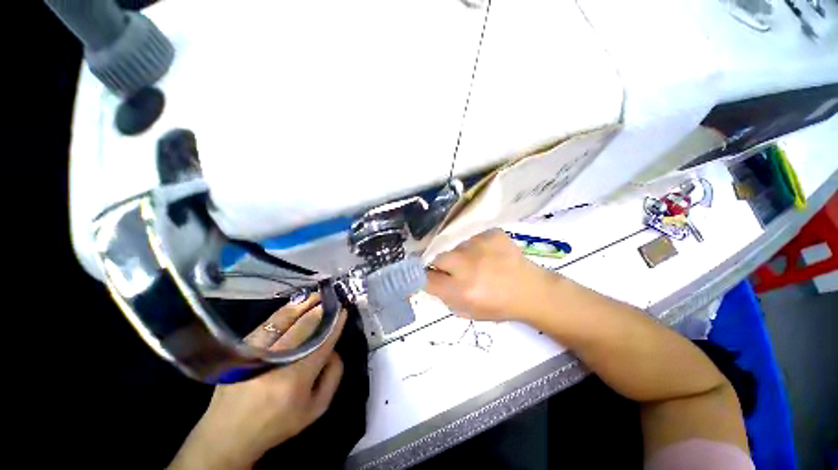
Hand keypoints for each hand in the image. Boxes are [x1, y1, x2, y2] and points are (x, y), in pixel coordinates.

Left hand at [170, 295, 346, 469]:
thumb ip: (333, 376)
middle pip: (304, 326)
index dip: (335, 323)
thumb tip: (334, 348)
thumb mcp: (316, 408)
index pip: (322, 342)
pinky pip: (268, 323)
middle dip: (321, 310)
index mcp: (296, 379)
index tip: (344, 310)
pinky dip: (285, 311)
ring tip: (317, 296)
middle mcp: (276, 361)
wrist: (227, 434)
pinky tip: (296, 305)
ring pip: (284, 319)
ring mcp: (255, 352)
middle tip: (333, 300)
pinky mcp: (242, 349)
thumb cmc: (278, 423)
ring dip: (303, 304)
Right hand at [425, 229, 555, 322]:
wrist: (532, 291)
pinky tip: (489, 255)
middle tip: (454, 270)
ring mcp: (480, 246)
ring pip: (456, 247)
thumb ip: (445, 297)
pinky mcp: (491, 234)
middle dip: (441, 265)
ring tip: (478, 263)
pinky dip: (476, 246)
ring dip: (460, 255)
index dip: (426, 278)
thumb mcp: (468, 311)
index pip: (427, 279)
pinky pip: (472, 238)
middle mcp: (467, 266)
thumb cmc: (499, 306)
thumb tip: (430, 280)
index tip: (431, 277)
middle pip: (437, 258)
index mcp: (462, 290)